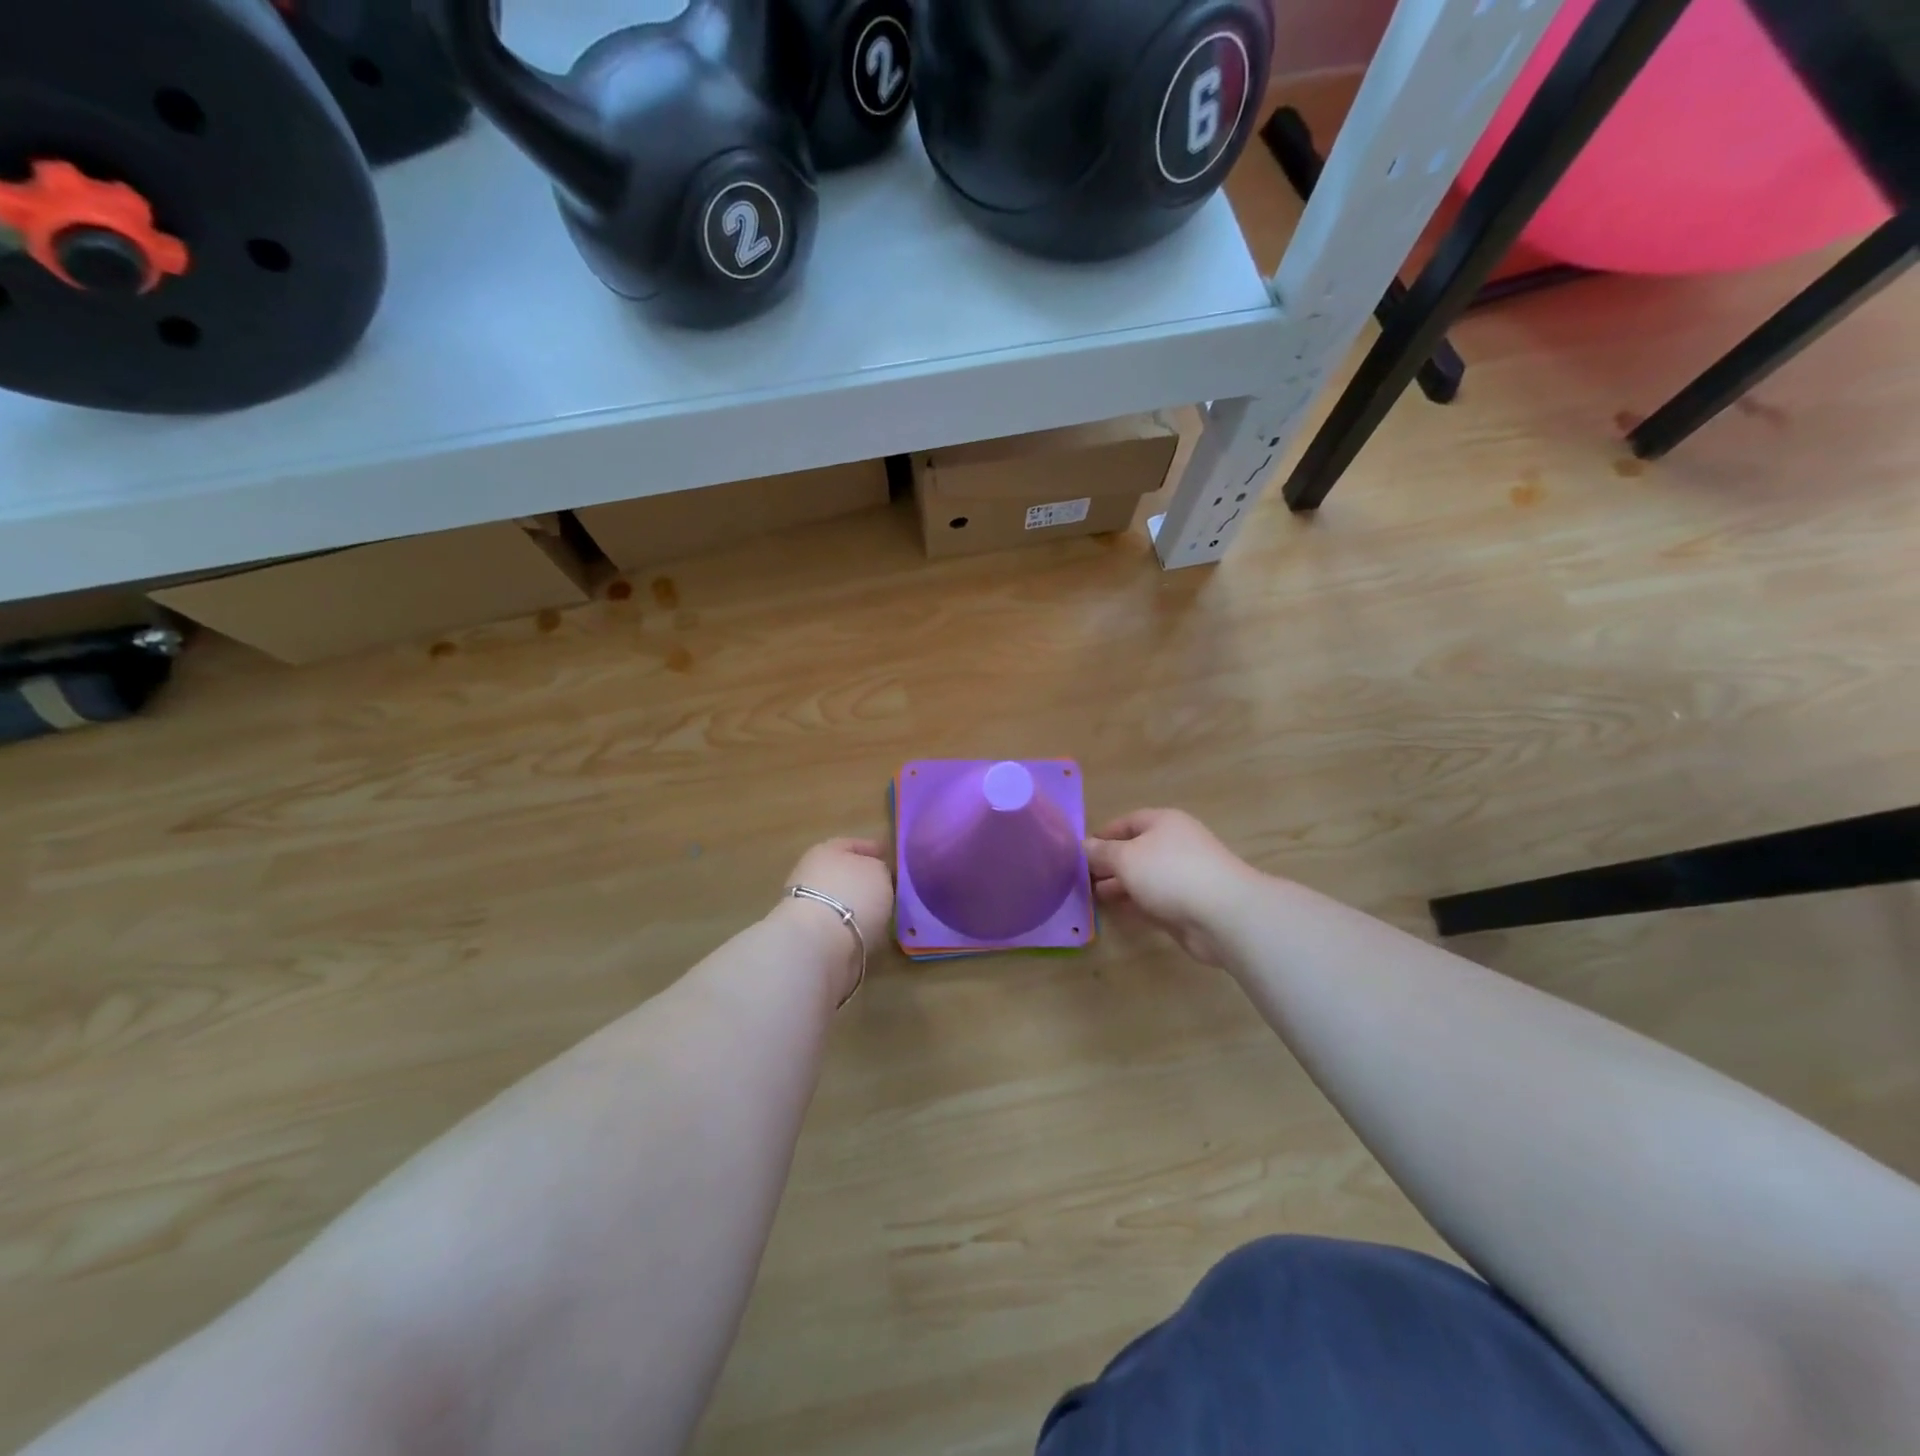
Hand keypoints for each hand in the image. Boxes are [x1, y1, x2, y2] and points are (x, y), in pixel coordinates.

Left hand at [777, 838, 894, 1001]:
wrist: (819, 944)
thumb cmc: (852, 895)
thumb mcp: (879, 871)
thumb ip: (880, 869)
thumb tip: (877, 877)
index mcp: (826, 850)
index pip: (853, 844)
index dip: (873, 848)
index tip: (891, 856)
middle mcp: (812, 874)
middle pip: (845, 873)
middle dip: (866, 880)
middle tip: (891, 887)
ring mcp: (809, 907)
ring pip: (842, 901)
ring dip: (860, 906)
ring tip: (885, 913)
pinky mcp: (811, 936)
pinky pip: (841, 925)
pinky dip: (854, 927)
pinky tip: (871, 932)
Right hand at [1085, 809, 1262, 967]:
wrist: (1224, 915)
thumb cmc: (1170, 873)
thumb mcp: (1126, 858)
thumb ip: (1101, 853)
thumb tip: (1083, 845)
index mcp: (1163, 823)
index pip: (1127, 822)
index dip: (1103, 834)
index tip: (1079, 851)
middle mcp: (1174, 845)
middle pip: (1135, 850)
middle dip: (1109, 863)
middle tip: (1082, 878)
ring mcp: (1183, 876)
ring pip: (1144, 878)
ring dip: (1120, 885)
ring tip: (1093, 896)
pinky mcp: (1187, 905)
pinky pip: (1154, 900)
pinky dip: (1135, 904)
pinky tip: (1116, 912)